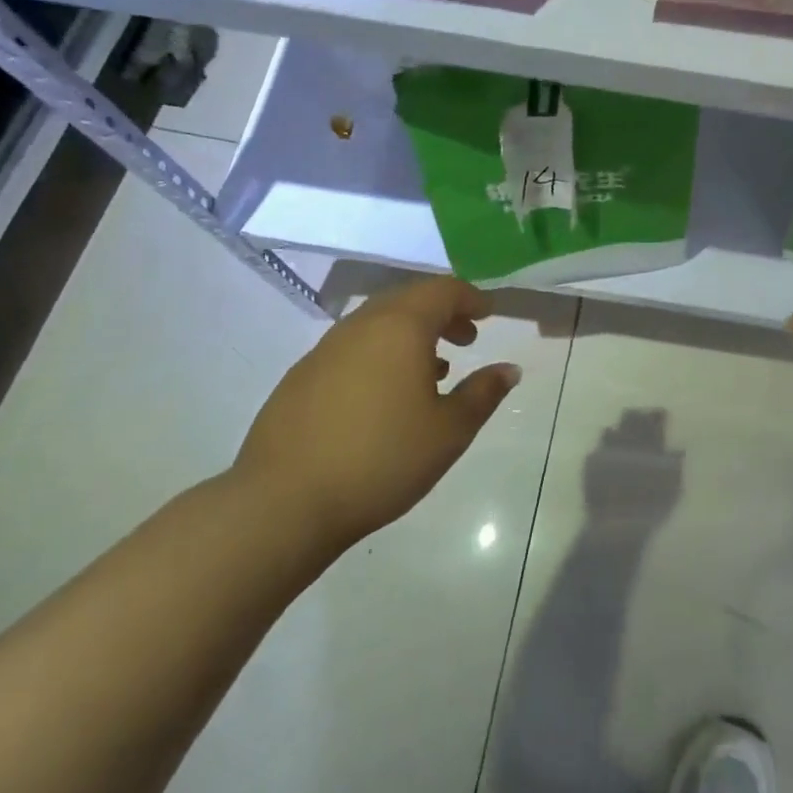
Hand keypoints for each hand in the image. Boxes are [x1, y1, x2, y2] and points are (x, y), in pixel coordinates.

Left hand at [233, 276, 520, 560]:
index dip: (471, 298)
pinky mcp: (301, 377)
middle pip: (408, 300)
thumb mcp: (449, 431)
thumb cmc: (382, 459)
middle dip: (442, 313)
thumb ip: (484, 393)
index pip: (442, 291)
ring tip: (434, 370)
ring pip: (378, 323)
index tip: (489, 314)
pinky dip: (381, 353)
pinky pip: (353, 347)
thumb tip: (509, 368)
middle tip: (467, 338)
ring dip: (411, 334)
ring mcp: (325, 350)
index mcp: (400, 327)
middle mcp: (361, 326)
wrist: (284, 502)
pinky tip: (387, 394)